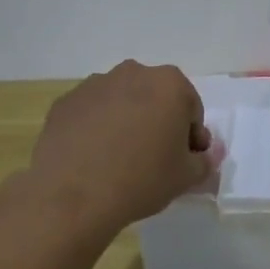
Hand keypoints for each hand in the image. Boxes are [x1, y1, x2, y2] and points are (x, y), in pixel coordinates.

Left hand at [25, 61, 215, 233]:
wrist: (74, 195)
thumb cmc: (142, 179)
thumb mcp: (186, 177)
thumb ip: (203, 161)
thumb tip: (203, 156)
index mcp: (169, 84)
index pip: (191, 109)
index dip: (191, 136)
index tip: (184, 160)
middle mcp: (133, 73)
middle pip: (155, 98)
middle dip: (159, 122)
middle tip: (154, 158)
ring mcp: (95, 84)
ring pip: (122, 102)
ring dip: (127, 122)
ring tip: (119, 159)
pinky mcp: (66, 102)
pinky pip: (91, 113)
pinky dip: (96, 128)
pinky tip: (93, 158)